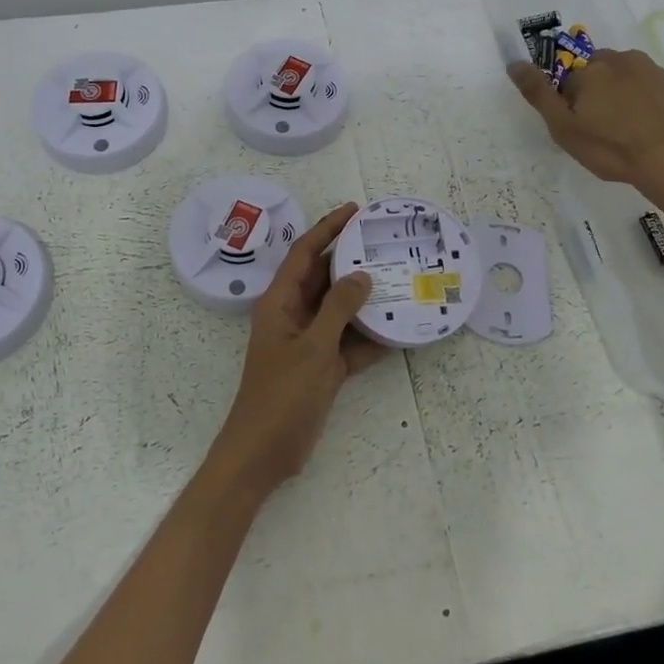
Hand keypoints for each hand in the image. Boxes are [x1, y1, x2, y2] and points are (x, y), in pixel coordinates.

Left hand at [207, 203, 383, 496]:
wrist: (264, 453)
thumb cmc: (282, 395)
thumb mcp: (313, 348)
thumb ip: (338, 309)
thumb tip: (362, 275)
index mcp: (280, 302)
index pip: (305, 253)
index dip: (327, 228)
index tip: (355, 210)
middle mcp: (293, 314)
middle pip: (324, 277)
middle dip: (351, 259)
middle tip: (384, 242)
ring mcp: (308, 341)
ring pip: (339, 309)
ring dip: (365, 298)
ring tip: (399, 279)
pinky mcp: (321, 367)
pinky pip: (349, 342)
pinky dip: (370, 337)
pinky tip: (399, 331)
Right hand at [508, 49, 663, 203]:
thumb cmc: (612, 147)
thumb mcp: (564, 128)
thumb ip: (538, 93)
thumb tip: (514, 63)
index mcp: (589, 69)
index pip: (566, 79)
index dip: (569, 105)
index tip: (579, 127)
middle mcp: (619, 59)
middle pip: (594, 72)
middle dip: (593, 94)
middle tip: (600, 129)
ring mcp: (649, 69)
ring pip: (621, 77)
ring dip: (617, 95)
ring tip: (625, 130)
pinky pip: (645, 87)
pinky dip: (640, 101)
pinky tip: (645, 128)